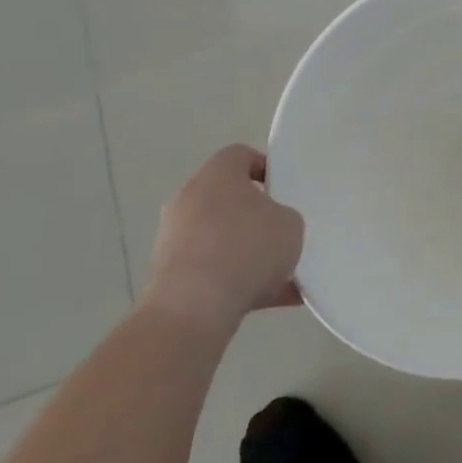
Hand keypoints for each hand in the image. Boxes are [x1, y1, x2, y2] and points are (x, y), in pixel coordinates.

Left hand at [144, 145, 305, 332]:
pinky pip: (214, 270)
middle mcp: (188, 200)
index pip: (239, 155)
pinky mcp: (169, 273)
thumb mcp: (291, 224)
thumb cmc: (248, 248)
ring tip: (284, 273)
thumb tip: (272, 225)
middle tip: (282, 229)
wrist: (195, 307)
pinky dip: (239, 281)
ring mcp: (174, 238)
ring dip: (247, 251)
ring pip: (220, 237)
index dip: (265, 166)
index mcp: (217, 176)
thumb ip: (284, 216)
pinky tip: (275, 298)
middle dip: (255, 214)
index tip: (285, 187)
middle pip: (227, 198)